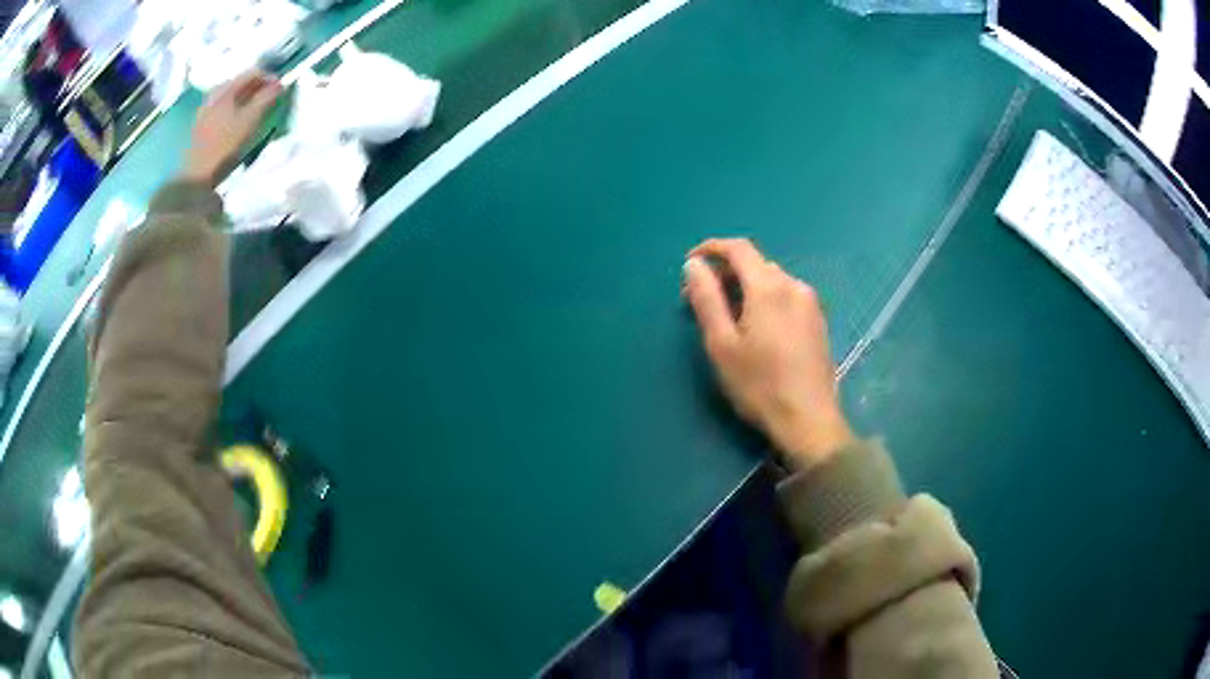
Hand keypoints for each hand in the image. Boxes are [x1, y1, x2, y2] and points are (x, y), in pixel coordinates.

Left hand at [182, 70, 282, 185]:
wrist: (196, 175)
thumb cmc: (225, 146)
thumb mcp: (250, 120)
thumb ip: (266, 98)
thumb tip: (280, 84)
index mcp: (226, 89)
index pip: (253, 72)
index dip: (269, 78)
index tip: (279, 89)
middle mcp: (214, 93)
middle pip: (240, 82)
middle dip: (256, 87)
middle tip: (268, 99)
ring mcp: (204, 109)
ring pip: (229, 95)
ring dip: (244, 98)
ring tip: (253, 111)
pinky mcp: (199, 124)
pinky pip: (220, 107)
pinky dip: (232, 108)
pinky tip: (235, 121)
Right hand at [684, 238, 852, 468]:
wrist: (809, 420)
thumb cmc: (759, 385)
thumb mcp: (722, 344)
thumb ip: (706, 299)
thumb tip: (693, 264)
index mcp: (768, 287)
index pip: (738, 248)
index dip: (711, 248)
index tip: (691, 263)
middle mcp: (793, 285)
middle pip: (756, 264)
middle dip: (726, 273)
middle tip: (702, 300)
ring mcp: (810, 303)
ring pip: (772, 280)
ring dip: (746, 287)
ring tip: (729, 317)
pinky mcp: (818, 321)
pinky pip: (787, 296)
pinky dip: (766, 299)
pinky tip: (758, 327)